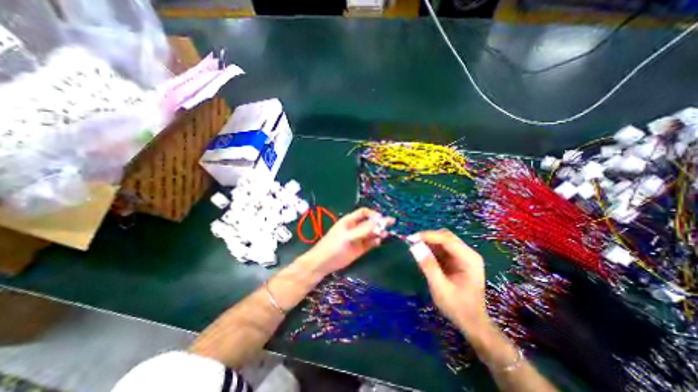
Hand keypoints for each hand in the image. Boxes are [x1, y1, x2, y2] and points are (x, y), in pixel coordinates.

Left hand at [303, 206, 393, 277]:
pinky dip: (375, 242)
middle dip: (379, 222)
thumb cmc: (333, 246)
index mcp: (350, 221)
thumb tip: (379, 222)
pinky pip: (370, 243)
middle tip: (391, 223)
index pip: (364, 213)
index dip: (373, 214)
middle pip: (370, 222)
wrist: (324, 263)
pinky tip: (379, 242)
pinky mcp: (360, 248)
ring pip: (371, 232)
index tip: (381, 218)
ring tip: (385, 234)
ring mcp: (358, 238)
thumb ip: (363, 230)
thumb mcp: (348, 236)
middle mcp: (355, 228)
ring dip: (379, 232)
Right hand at [410, 230, 486, 333]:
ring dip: (429, 242)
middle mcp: (468, 253)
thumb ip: (428, 265)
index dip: (427, 236)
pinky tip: (423, 254)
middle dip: (428, 238)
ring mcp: (464, 256)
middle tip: (412, 243)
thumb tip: (414, 246)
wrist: (472, 323)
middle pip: (446, 236)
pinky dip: (431, 249)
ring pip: (443, 241)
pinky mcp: (458, 260)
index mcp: (469, 258)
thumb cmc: (458, 307)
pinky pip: (442, 248)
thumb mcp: (440, 288)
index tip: (411, 239)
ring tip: (414, 247)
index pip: (446, 239)